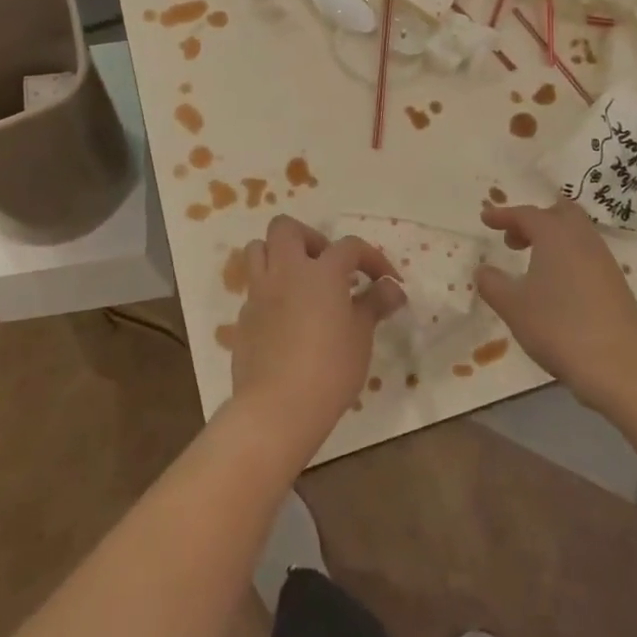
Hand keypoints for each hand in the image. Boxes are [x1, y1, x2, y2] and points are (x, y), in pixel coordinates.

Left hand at [227, 216, 405, 452]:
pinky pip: (254, 287)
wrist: (277, 408)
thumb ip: (375, 304)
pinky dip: (270, 291)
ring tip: (301, 282)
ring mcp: (259, 292)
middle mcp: (286, 271)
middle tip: (328, 266)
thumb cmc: (329, 369)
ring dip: (279, 255)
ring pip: (259, 249)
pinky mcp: (244, 316)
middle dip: (309, 238)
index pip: (350, 247)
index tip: (386, 281)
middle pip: (286, 228)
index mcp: (321, 272)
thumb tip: (392, 287)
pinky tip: (286, 317)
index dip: (372, 258)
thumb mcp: (361, 336)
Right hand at [477, 199, 636, 411]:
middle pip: (560, 213)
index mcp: (555, 235)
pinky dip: (567, 257)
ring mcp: (604, 261)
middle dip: (535, 220)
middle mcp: (583, 239)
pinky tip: (557, 285)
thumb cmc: (559, 327)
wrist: (621, 366)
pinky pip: (587, 255)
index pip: (526, 214)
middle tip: (514, 238)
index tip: (485, 219)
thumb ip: (492, 284)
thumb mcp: (513, 306)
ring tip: (532, 263)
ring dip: (552, 239)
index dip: (503, 215)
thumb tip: (483, 270)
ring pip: (577, 234)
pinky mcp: (616, 284)